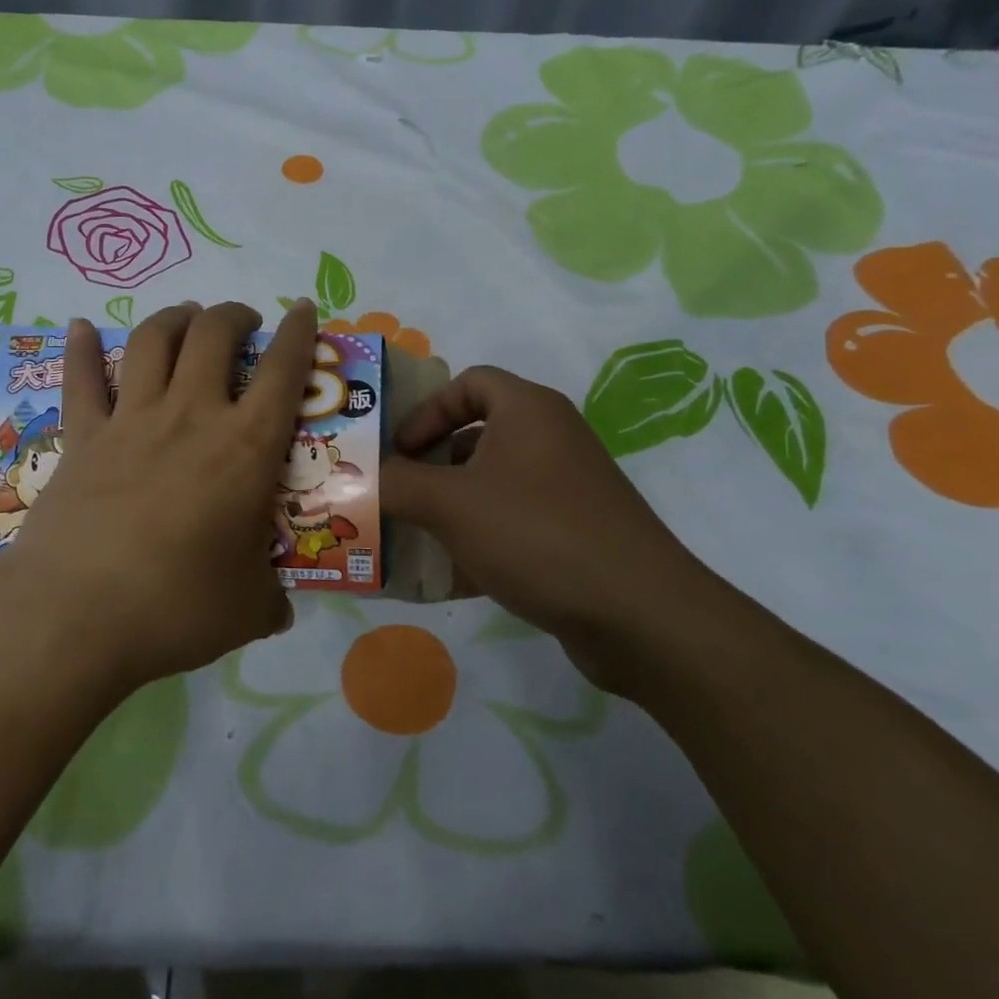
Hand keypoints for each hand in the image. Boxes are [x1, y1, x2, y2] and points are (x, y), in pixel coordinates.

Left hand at [0, 300, 315, 690]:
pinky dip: (81, 348)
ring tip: (187, 318)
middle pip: (214, 335)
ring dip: (175, 318)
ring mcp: (131, 421)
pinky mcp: (82, 439)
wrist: (77, 615)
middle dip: (233, 316)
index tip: (303, 310)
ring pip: (153, 341)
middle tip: (243, 324)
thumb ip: (270, 597)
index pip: (282, 371)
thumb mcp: (249, 609)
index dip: (298, 332)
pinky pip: (81, 381)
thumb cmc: (176, 608)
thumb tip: (278, 607)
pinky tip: (81, 326)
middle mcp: (190, 416)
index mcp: (245, 448)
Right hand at [381, 366, 721, 689]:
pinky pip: (513, 522)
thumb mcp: (450, 504)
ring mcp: (567, 488)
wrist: (639, 615)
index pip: (468, 382)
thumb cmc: (536, 534)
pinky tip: (448, 574)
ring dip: (450, 504)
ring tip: (414, 535)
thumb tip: (358, 480)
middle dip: (431, 463)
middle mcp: (551, 438)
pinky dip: (479, 538)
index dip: (426, 410)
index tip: (399, 450)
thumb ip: (396, 484)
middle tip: (397, 492)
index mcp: (528, 410)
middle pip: (476, 433)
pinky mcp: (575, 533)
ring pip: (492, 482)